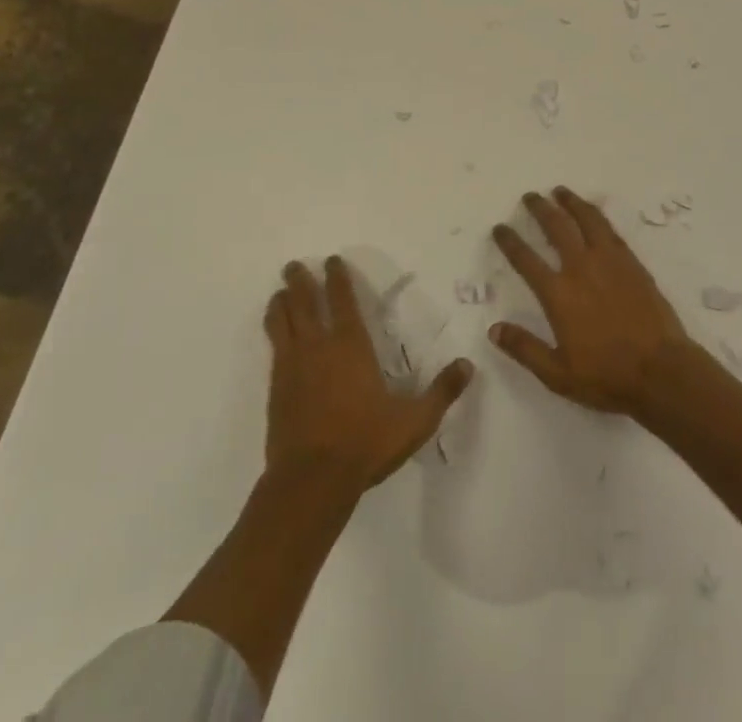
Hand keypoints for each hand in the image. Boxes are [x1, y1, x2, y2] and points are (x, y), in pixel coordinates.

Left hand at [263, 256, 473, 493]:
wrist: (311, 481)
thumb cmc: (365, 443)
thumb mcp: (415, 421)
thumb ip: (442, 392)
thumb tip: (468, 365)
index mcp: (351, 345)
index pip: (342, 300)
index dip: (337, 278)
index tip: (331, 260)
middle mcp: (318, 347)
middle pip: (304, 303)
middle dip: (300, 281)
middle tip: (293, 265)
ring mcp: (292, 366)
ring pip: (282, 322)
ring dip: (281, 303)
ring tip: (280, 292)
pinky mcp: (276, 389)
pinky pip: (273, 348)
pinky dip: (272, 332)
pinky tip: (275, 334)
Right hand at [490, 187, 697, 416]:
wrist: (661, 370)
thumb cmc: (607, 376)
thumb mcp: (557, 374)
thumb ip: (525, 348)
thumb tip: (494, 329)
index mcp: (559, 294)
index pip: (526, 259)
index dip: (510, 242)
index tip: (500, 228)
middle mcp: (581, 268)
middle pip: (556, 227)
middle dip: (540, 209)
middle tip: (530, 196)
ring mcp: (609, 261)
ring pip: (586, 220)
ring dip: (570, 202)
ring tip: (560, 191)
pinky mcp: (632, 263)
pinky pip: (610, 230)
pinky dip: (597, 215)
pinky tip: (593, 213)